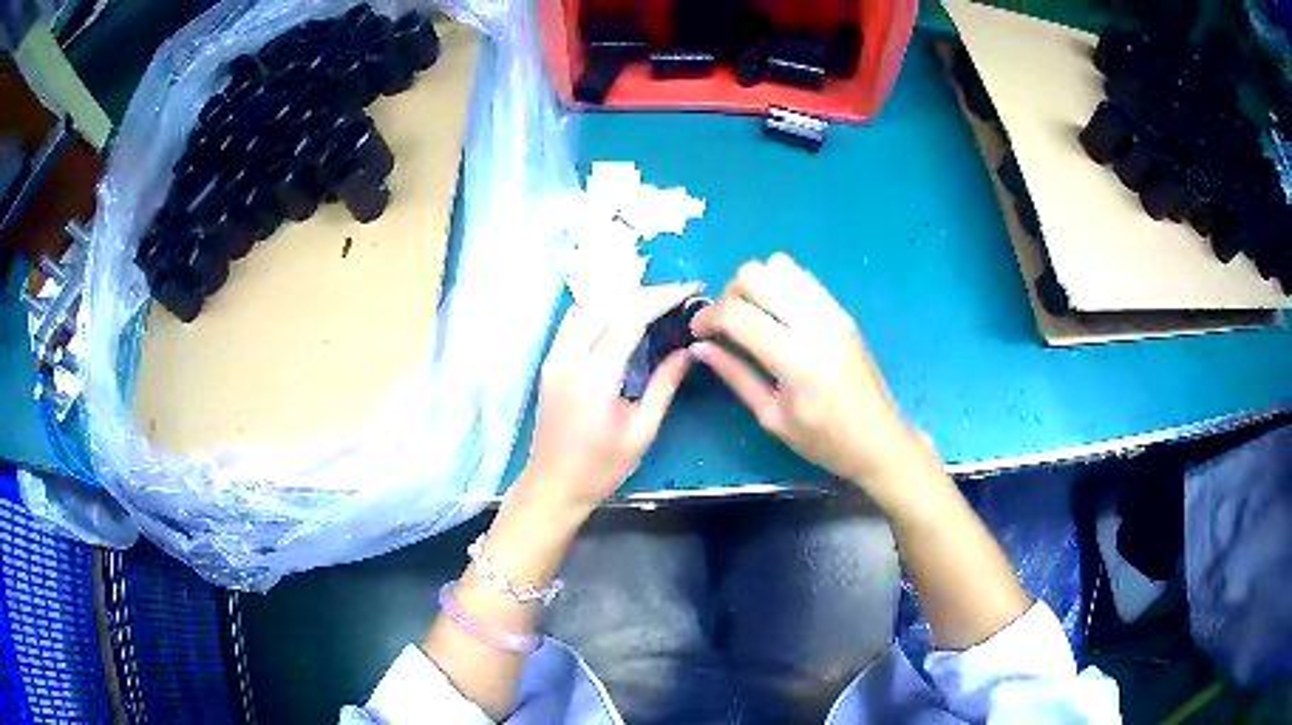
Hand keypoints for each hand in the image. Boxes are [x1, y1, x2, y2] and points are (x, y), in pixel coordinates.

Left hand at [516, 283, 700, 515]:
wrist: (552, 485)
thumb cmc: (601, 468)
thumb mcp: (642, 431)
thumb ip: (665, 385)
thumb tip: (691, 350)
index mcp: (595, 376)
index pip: (631, 316)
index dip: (664, 297)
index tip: (693, 289)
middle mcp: (570, 357)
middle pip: (608, 301)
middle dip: (646, 291)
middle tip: (679, 295)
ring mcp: (554, 356)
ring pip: (588, 304)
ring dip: (623, 295)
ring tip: (656, 301)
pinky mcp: (549, 360)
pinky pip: (575, 318)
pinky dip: (601, 306)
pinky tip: (622, 313)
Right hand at [691, 254, 930, 508]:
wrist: (879, 440)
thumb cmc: (823, 440)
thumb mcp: (771, 417)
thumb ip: (734, 376)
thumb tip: (698, 348)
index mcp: (795, 359)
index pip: (737, 314)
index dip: (708, 317)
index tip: (698, 333)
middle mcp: (815, 324)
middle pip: (756, 274)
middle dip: (729, 294)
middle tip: (725, 323)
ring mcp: (832, 312)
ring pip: (780, 265)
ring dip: (756, 284)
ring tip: (753, 315)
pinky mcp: (842, 311)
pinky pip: (803, 277)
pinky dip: (781, 285)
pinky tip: (778, 314)